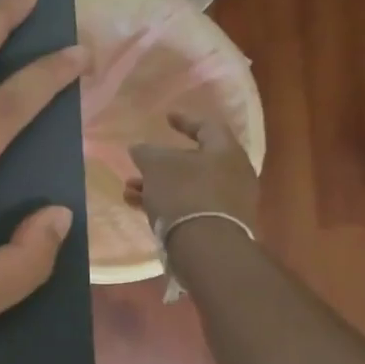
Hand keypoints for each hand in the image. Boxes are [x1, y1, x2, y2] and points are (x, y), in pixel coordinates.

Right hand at [127, 112, 259, 233]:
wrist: (206, 246)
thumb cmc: (184, 193)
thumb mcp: (156, 165)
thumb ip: (146, 152)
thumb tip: (140, 148)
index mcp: (226, 151)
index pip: (207, 126)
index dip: (185, 120)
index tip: (167, 117)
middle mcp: (234, 174)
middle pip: (195, 160)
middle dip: (163, 163)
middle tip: (141, 163)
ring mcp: (229, 201)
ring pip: (188, 185)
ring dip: (158, 185)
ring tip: (130, 190)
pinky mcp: (219, 224)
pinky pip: (189, 205)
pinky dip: (166, 202)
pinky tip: (139, 207)